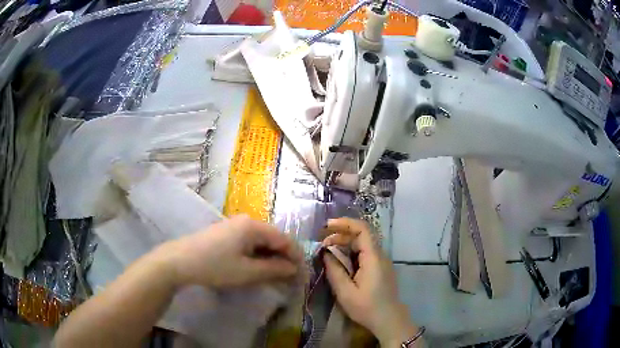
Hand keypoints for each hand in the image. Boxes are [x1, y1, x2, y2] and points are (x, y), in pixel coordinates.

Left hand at [157, 215, 302, 288]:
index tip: (302, 276)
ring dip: (271, 260)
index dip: (296, 258)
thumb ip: (275, 270)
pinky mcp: (226, 235)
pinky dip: (257, 258)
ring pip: (261, 243)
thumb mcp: (248, 272)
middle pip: (273, 240)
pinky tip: (257, 270)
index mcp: (253, 226)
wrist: (179, 261)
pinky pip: (249, 245)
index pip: (284, 239)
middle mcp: (246, 221)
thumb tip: (294, 269)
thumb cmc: (215, 266)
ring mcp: (234, 227)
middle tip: (290, 280)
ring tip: (276, 278)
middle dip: (284, 260)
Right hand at [322, 218, 420, 346]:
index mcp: (373, 258)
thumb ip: (334, 270)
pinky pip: (364, 253)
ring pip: (362, 244)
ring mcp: (381, 261)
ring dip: (345, 244)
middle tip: (322, 242)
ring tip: (327, 251)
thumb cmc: (367, 308)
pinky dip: (350, 252)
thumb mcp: (345, 292)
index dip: (344, 223)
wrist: (389, 320)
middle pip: (361, 235)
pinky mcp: (380, 268)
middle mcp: (379, 255)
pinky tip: (340, 261)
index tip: (326, 226)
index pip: (362, 229)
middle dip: (340, 234)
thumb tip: (325, 253)